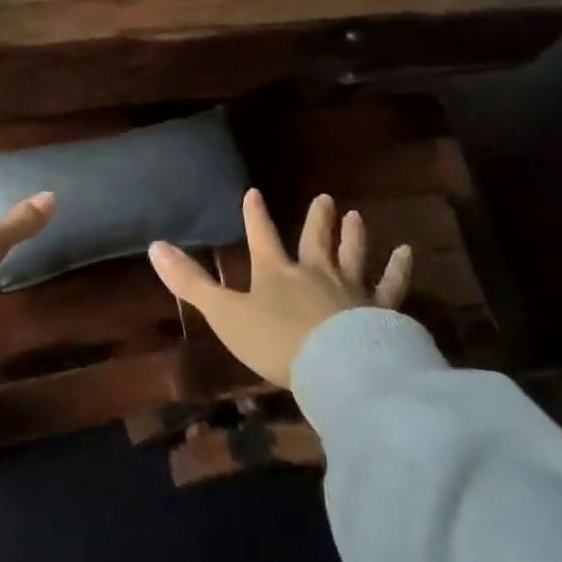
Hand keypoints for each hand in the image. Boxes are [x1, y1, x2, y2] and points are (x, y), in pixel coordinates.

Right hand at [150, 189, 411, 387]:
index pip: (262, 236)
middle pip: (315, 240)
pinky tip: (406, 253)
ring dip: (353, 236)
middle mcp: (314, 272)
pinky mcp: (380, 310)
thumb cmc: (276, 341)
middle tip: (326, 198)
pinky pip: (391, 285)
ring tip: (356, 215)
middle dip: (317, 220)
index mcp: (275, 272)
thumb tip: (155, 246)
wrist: (336, 367)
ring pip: (352, 255)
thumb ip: (191, 282)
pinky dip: (398, 269)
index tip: (254, 193)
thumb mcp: (225, 314)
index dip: (256, 216)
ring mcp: (350, 289)